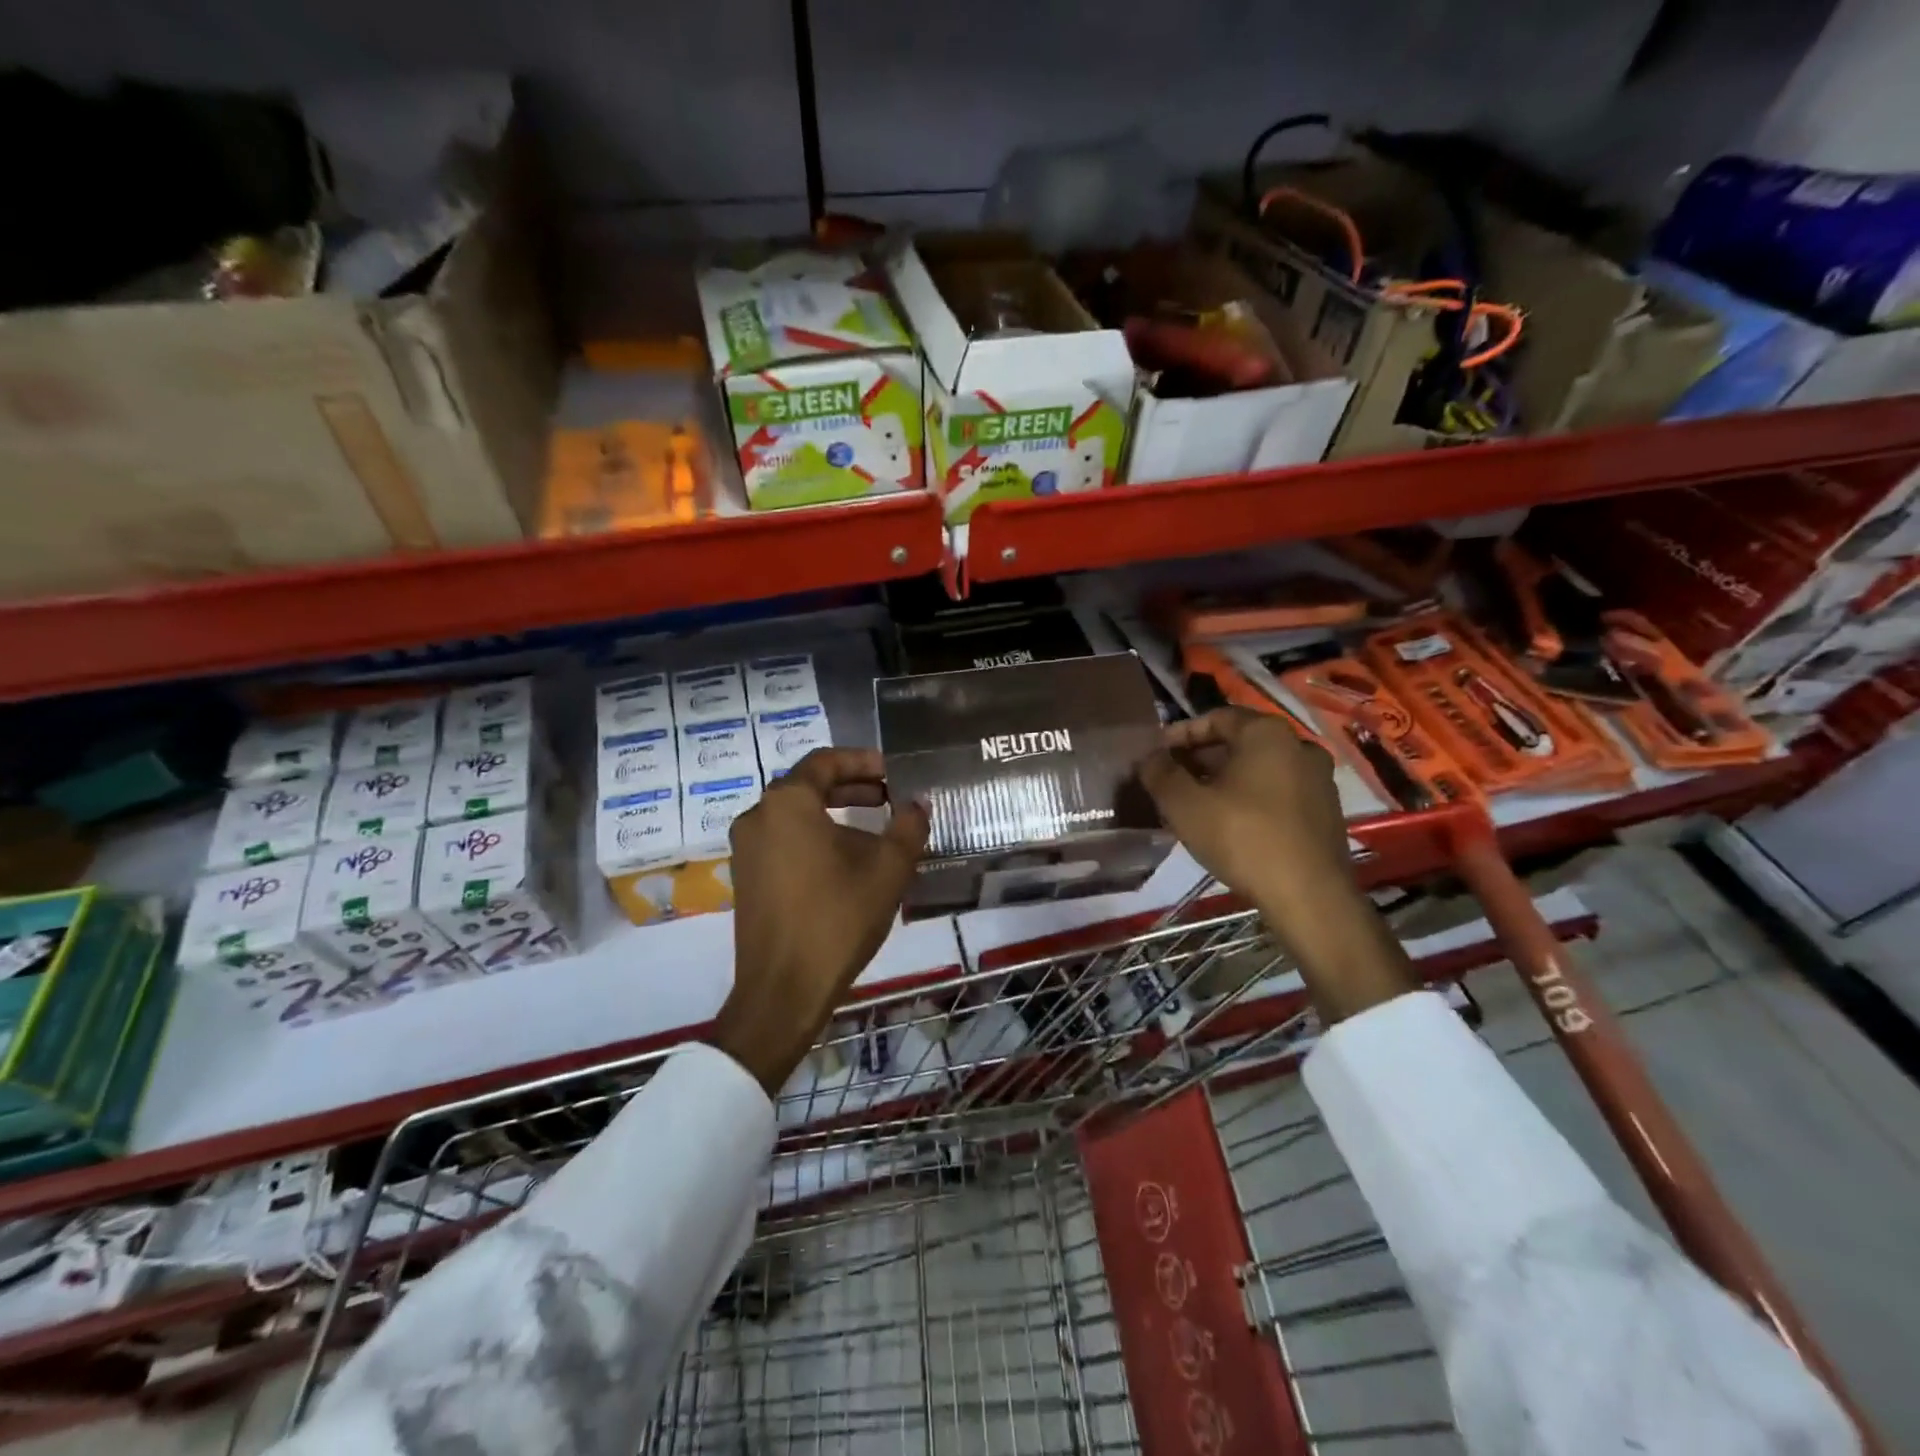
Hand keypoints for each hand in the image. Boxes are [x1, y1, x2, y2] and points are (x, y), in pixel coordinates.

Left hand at [713, 748, 929, 1092]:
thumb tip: (917, 804)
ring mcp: (746, 849)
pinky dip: (816, 836)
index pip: (825, 761)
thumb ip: (908, 826)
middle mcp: (758, 816)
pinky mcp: (746, 877)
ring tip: (876, 828)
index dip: (863, 761)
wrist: (783, 990)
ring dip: (835, 813)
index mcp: (787, 803)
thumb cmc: (837, 919)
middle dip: (852, 786)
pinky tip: (847, 861)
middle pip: (808, 785)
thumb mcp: (887, 869)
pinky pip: (784, 839)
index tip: (894, 771)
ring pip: (795, 814)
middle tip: (890, 795)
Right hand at [1138, 709, 1414, 1020]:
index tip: (1156, 756)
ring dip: (1224, 781)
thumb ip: (1160, 773)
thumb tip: (1149, 758)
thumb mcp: (1184, 804)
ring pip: (1258, 770)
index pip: (1215, 717)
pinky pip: (1277, 793)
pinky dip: (1249, 799)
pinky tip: (1228, 826)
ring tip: (1195, 806)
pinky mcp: (1326, 812)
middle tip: (1171, 782)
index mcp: (1267, 733)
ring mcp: (1319, 780)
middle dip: (1201, 759)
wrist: (1309, 896)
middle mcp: (1299, 746)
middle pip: (1239, 743)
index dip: (1180, 735)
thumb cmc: (1242, 838)